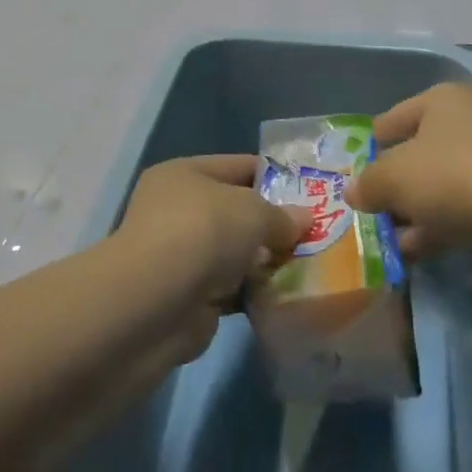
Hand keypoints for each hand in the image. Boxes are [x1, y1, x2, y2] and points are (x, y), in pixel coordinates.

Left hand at [115, 156, 310, 355]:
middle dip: (273, 223)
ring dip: (266, 261)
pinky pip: (233, 288)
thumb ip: (281, 215)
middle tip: (317, 231)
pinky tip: (287, 295)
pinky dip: (255, 291)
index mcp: (184, 174)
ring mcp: (182, 255)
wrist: (155, 304)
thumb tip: (304, 219)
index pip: (237, 166)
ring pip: (236, 253)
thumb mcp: (251, 212)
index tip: (311, 189)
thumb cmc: (202, 233)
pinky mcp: (190, 297)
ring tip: (311, 264)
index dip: (274, 175)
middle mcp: (179, 210)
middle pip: (236, 211)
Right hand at [347, 84, 471, 259]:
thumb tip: (353, 191)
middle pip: (420, 153)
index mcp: (443, 100)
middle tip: (371, 214)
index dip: (372, 146)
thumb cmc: (455, 176)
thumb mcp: (394, 177)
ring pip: (444, 186)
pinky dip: (443, 229)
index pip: (393, 118)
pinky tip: (420, 255)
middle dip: (396, 186)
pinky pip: (467, 211)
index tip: (356, 176)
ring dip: (417, 214)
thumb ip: (368, 183)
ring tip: (390, 243)